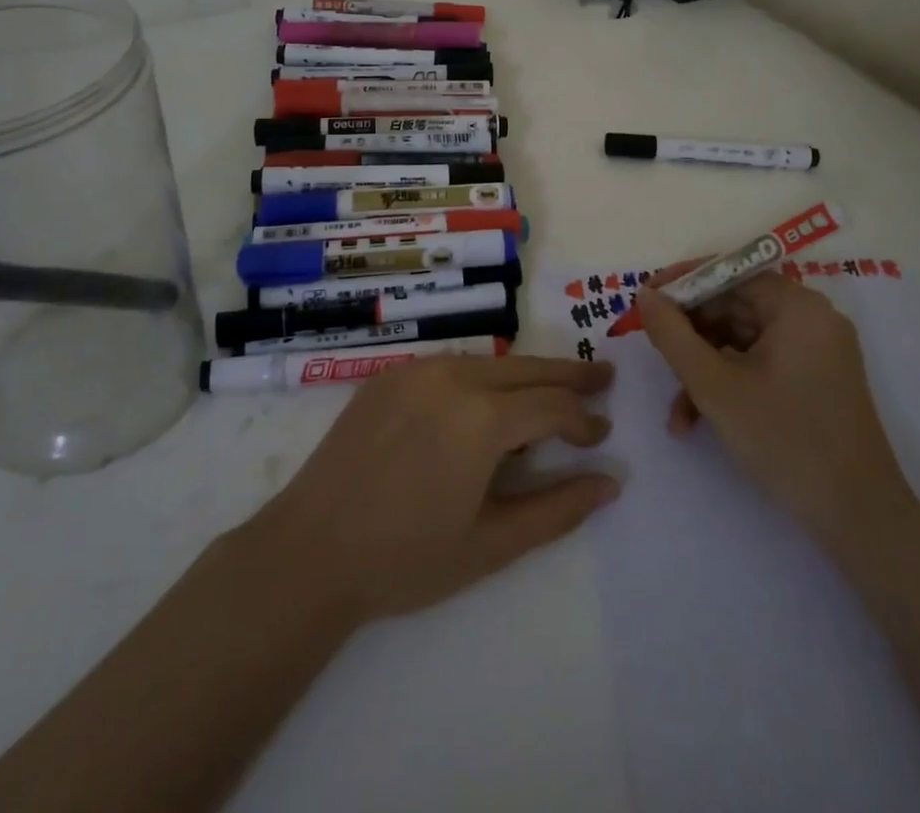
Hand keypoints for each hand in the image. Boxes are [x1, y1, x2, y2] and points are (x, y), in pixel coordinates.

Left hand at [247, 354, 619, 625]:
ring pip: (488, 362)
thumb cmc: (406, 558)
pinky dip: (481, 377)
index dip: (583, 419)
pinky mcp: (389, 375)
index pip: (552, 406)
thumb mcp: (491, 544)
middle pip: (525, 368)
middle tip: (602, 376)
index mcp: (482, 418)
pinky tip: (488, 397)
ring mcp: (417, 370)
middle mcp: (453, 377)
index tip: (602, 435)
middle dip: (568, 374)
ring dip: (525, 373)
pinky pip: (450, 367)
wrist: (310, 551)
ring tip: (552, 386)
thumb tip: (610, 483)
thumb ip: (557, 510)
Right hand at [636, 266, 909, 548]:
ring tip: (676, 414)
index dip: (681, 285)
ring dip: (703, 370)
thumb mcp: (715, 386)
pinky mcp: (815, 381)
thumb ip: (672, 335)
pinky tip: (698, 421)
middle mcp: (811, 319)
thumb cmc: (785, 440)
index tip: (643, 303)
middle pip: (733, 307)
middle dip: (689, 338)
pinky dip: (728, 385)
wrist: (859, 520)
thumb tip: (645, 295)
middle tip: (654, 358)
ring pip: (741, 342)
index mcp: (797, 306)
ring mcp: (816, 352)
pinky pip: (759, 365)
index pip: (728, 273)